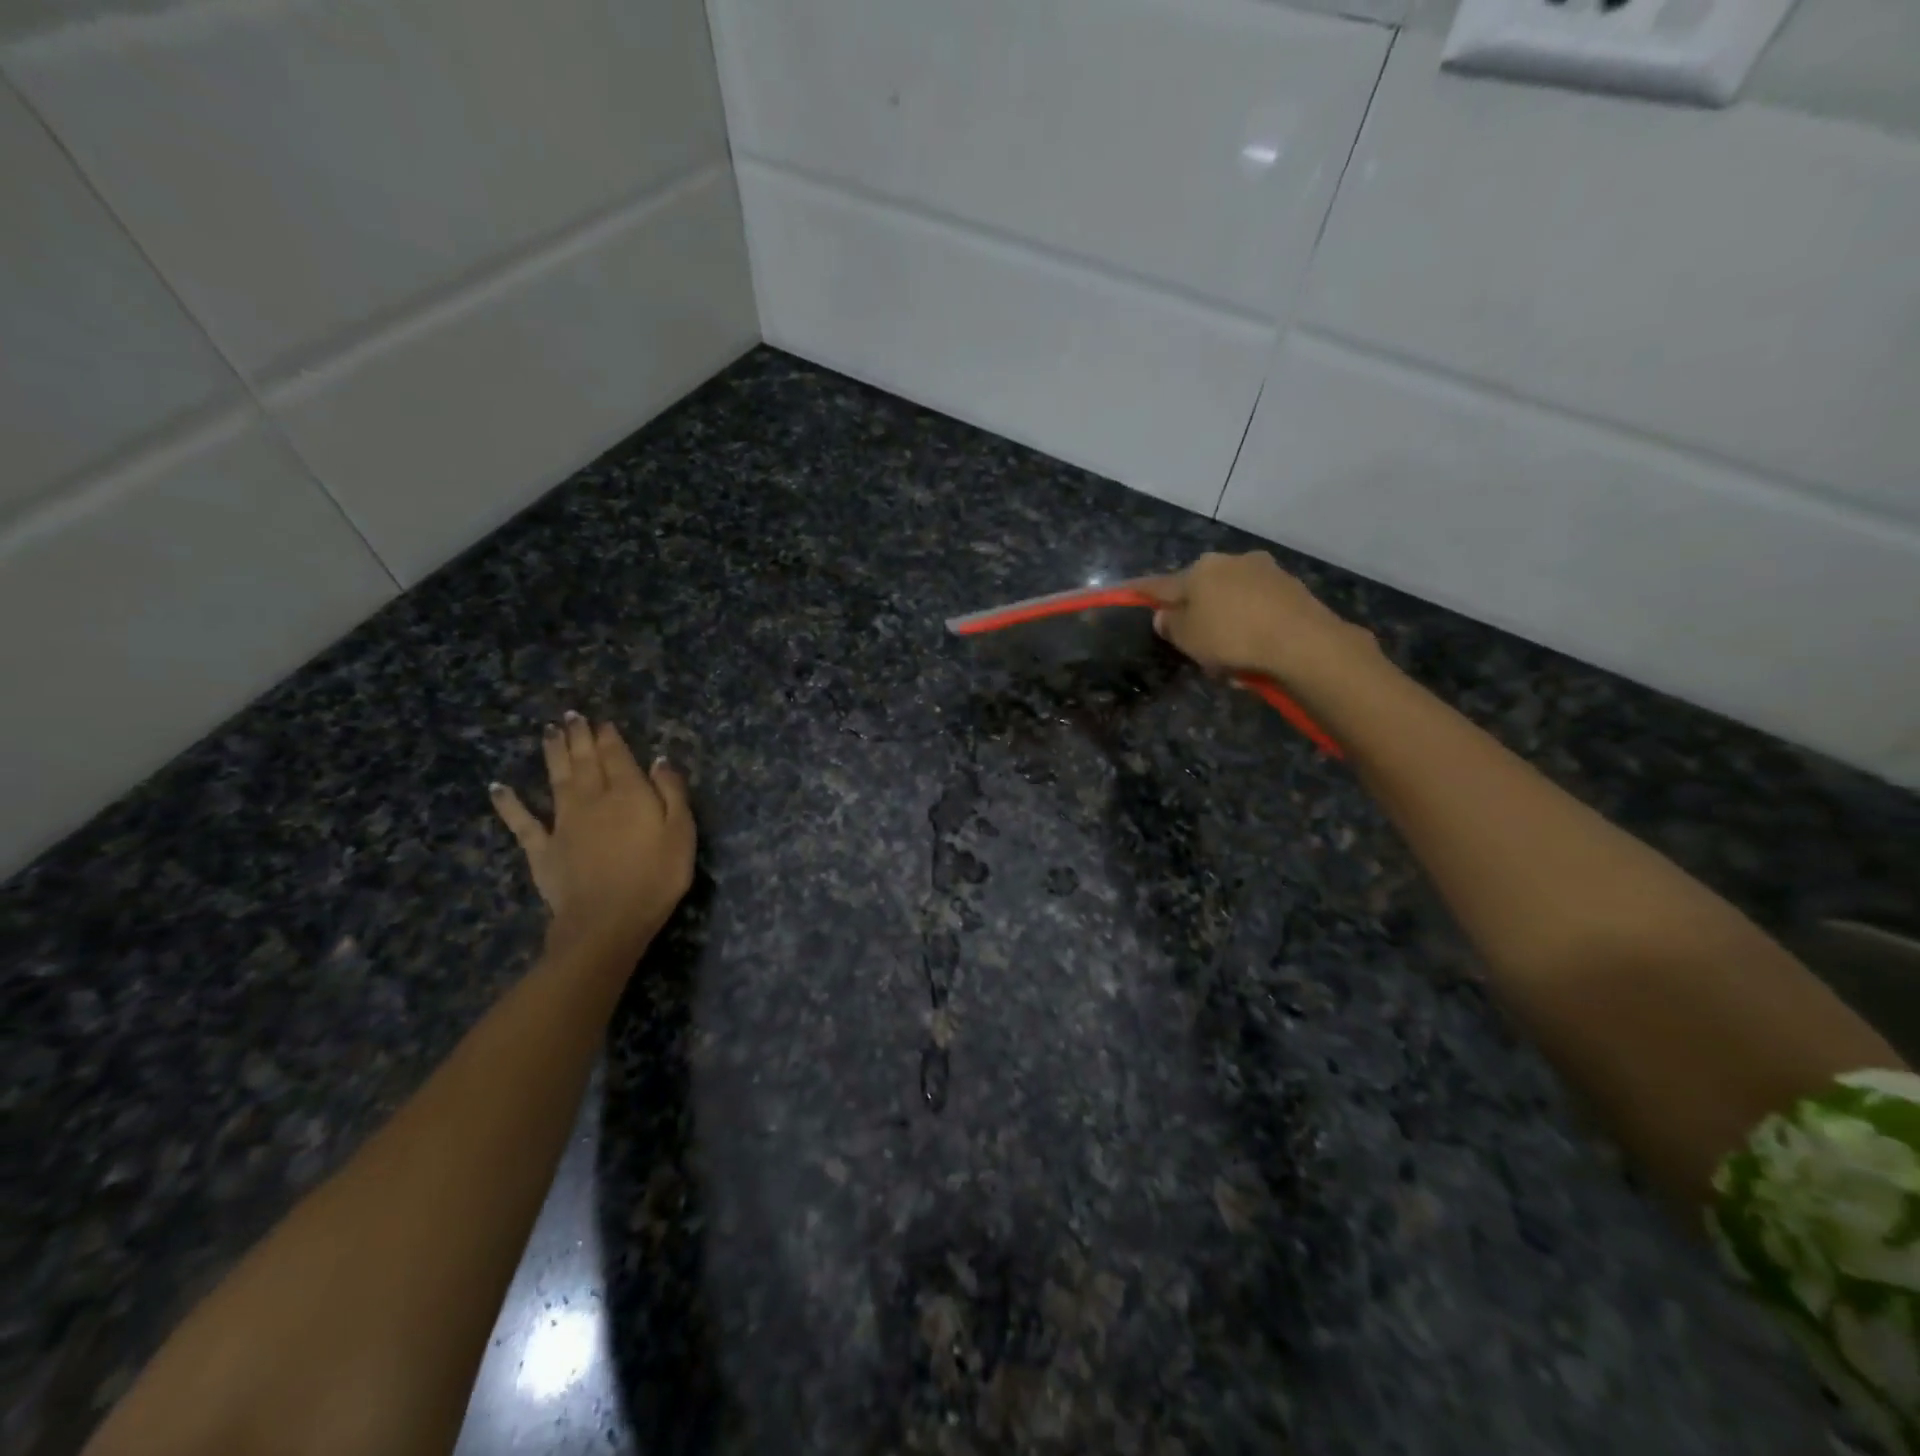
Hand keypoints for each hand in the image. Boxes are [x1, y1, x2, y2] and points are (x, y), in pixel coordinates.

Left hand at [490, 713, 695, 960]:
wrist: (606, 921)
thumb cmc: (655, 877)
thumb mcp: (681, 833)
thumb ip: (672, 793)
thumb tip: (659, 760)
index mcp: (628, 794)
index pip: (617, 757)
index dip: (609, 738)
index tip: (602, 722)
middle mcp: (592, 799)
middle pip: (584, 762)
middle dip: (579, 737)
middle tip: (571, 716)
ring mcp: (563, 823)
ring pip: (556, 779)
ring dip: (552, 754)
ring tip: (548, 732)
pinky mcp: (542, 849)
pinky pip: (523, 822)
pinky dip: (509, 804)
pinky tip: (498, 788)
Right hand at [1143, 551, 1369, 683]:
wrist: (1303, 642)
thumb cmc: (1232, 637)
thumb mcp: (1187, 638)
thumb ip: (1170, 625)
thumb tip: (1165, 615)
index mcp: (1199, 570)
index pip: (1161, 583)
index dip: (1142, 592)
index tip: (1126, 591)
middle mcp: (1231, 562)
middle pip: (1202, 591)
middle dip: (1198, 615)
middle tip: (1199, 648)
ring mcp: (1265, 572)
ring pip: (1233, 600)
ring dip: (1227, 623)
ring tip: (1232, 660)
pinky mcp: (1292, 589)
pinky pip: (1259, 609)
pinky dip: (1252, 626)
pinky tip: (1256, 652)